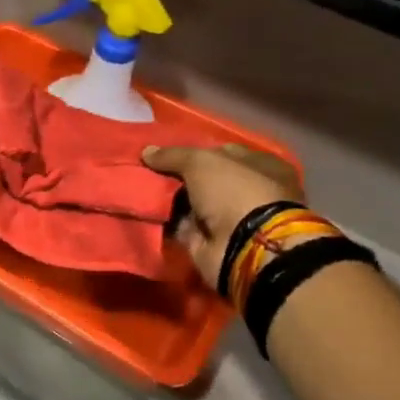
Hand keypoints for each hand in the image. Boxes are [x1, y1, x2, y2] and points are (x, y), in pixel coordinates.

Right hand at [141, 143, 303, 285]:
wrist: (246, 248)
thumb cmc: (235, 193)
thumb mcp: (202, 162)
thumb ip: (173, 155)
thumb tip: (147, 152)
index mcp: (261, 166)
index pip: (222, 152)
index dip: (194, 150)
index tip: (165, 153)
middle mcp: (249, 191)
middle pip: (205, 179)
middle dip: (177, 176)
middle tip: (146, 170)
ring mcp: (231, 219)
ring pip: (191, 202)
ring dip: (168, 199)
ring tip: (139, 188)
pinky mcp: (212, 241)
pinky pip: (183, 226)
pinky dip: (165, 221)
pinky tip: (144, 210)